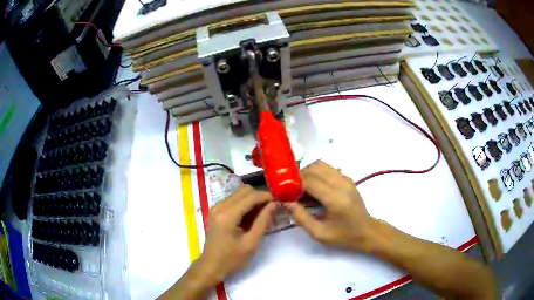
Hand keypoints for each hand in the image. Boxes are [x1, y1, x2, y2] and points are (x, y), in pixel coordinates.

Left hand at [196, 185, 276, 285]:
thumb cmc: (232, 259)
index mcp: (227, 215)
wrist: (211, 266)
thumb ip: (263, 221)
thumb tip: (274, 204)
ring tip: (263, 212)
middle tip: (271, 207)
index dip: (266, 196)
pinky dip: (244, 203)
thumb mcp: (251, 243)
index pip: (250, 196)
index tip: (279, 200)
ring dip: (252, 199)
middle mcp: (219, 207)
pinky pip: (233, 200)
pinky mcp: (216, 211)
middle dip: (259, 196)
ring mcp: (216, 208)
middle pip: (243, 190)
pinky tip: (251, 216)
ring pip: (238, 193)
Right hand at [287, 161, 376, 252]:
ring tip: (300, 186)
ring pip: (321, 165)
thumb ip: (301, 217)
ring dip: (308, 172)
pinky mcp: (348, 178)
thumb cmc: (343, 236)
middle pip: (314, 168)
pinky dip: (317, 172)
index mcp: (334, 198)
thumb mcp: (319, 233)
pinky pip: (328, 168)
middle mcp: (341, 184)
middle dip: (299, 175)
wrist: (366, 231)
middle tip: (289, 187)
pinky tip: (313, 186)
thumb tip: (286, 202)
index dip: (293, 182)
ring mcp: (346, 179)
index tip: (282, 188)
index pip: (309, 181)